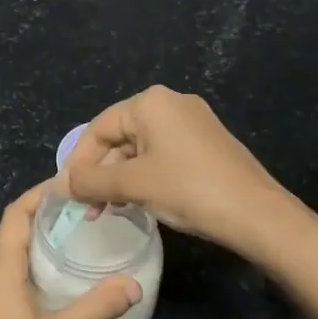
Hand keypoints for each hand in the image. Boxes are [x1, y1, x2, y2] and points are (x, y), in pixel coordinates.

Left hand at [0, 181, 140, 318]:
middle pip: (6, 231)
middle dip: (34, 215)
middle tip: (71, 211)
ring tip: (61, 239)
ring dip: (26, 240)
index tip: (65, 185)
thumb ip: (97, 307)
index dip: (37, 195)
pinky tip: (42, 280)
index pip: (14, 215)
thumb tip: (134, 284)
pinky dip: (18, 264)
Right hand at [63, 86, 293, 259]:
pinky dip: (144, 177)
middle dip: (100, 172)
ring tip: (108, 211)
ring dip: (120, 179)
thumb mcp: (133, 185)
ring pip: (140, 149)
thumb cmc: (189, 189)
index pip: (99, 128)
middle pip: (119, 136)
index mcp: (151, 103)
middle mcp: (171, 104)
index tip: (68, 193)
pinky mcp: (207, 145)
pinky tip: (139, 203)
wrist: (258, 215)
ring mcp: (193, 124)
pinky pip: (163, 156)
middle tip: (88, 207)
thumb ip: (91, 181)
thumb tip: (59, 184)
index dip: (79, 161)